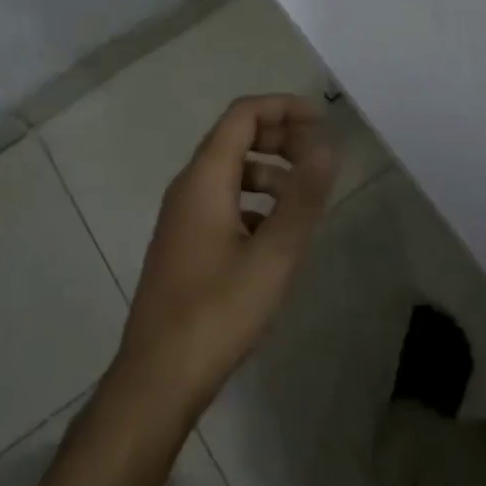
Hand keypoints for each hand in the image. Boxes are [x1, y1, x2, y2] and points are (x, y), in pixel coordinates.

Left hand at [114, 94, 336, 417]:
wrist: (157, 378)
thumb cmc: (217, 312)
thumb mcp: (273, 255)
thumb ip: (302, 199)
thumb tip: (327, 148)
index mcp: (204, 179)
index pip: (242, 115)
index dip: (283, 108)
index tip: (323, 120)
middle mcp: (188, 188)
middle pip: (235, 138)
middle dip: (280, 138)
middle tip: (319, 159)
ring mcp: (182, 218)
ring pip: (230, 173)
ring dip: (270, 172)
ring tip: (306, 201)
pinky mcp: (184, 244)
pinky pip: (223, 202)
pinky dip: (254, 202)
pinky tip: (276, 236)